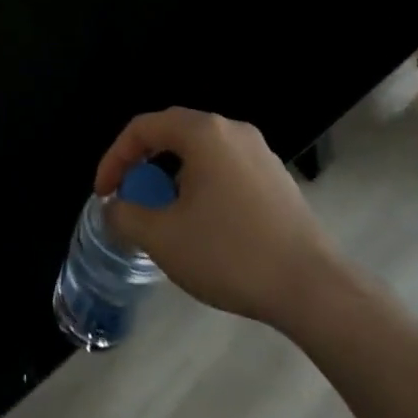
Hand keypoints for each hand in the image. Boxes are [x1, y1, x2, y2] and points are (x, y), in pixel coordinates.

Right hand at [98, 107, 343, 333]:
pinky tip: (203, 224)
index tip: (104, 193)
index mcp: (203, 133)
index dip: (115, 157)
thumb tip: (115, 207)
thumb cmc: (230, 254)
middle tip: (130, 197)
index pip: (143, 128)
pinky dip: (201, 186)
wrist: (313, 289)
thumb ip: (125, 215)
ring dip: (172, 177)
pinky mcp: (277, 179)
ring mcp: (260, 153)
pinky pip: (225, 169)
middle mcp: (233, 131)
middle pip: (172, 134)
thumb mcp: (162, 238)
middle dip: (143, 164)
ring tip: (163, 213)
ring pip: (200, 153)